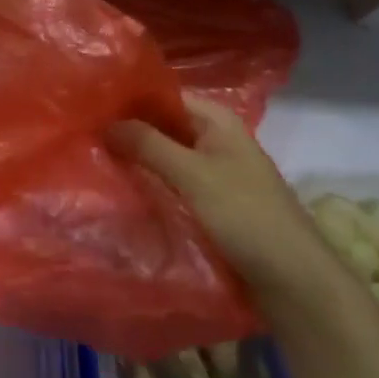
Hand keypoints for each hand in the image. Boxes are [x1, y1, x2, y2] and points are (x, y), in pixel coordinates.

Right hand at [109, 97, 334, 303]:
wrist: (296, 282)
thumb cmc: (247, 217)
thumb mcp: (193, 175)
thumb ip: (148, 145)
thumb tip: (105, 123)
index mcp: (217, 120)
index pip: (162, 96)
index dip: (128, 100)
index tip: (88, 108)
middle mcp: (215, 139)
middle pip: (162, 125)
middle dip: (127, 131)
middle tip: (82, 136)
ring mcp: (214, 171)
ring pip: (165, 155)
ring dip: (136, 158)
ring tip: (92, 159)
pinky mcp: (211, 202)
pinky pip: (172, 182)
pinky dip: (150, 182)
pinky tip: (121, 187)